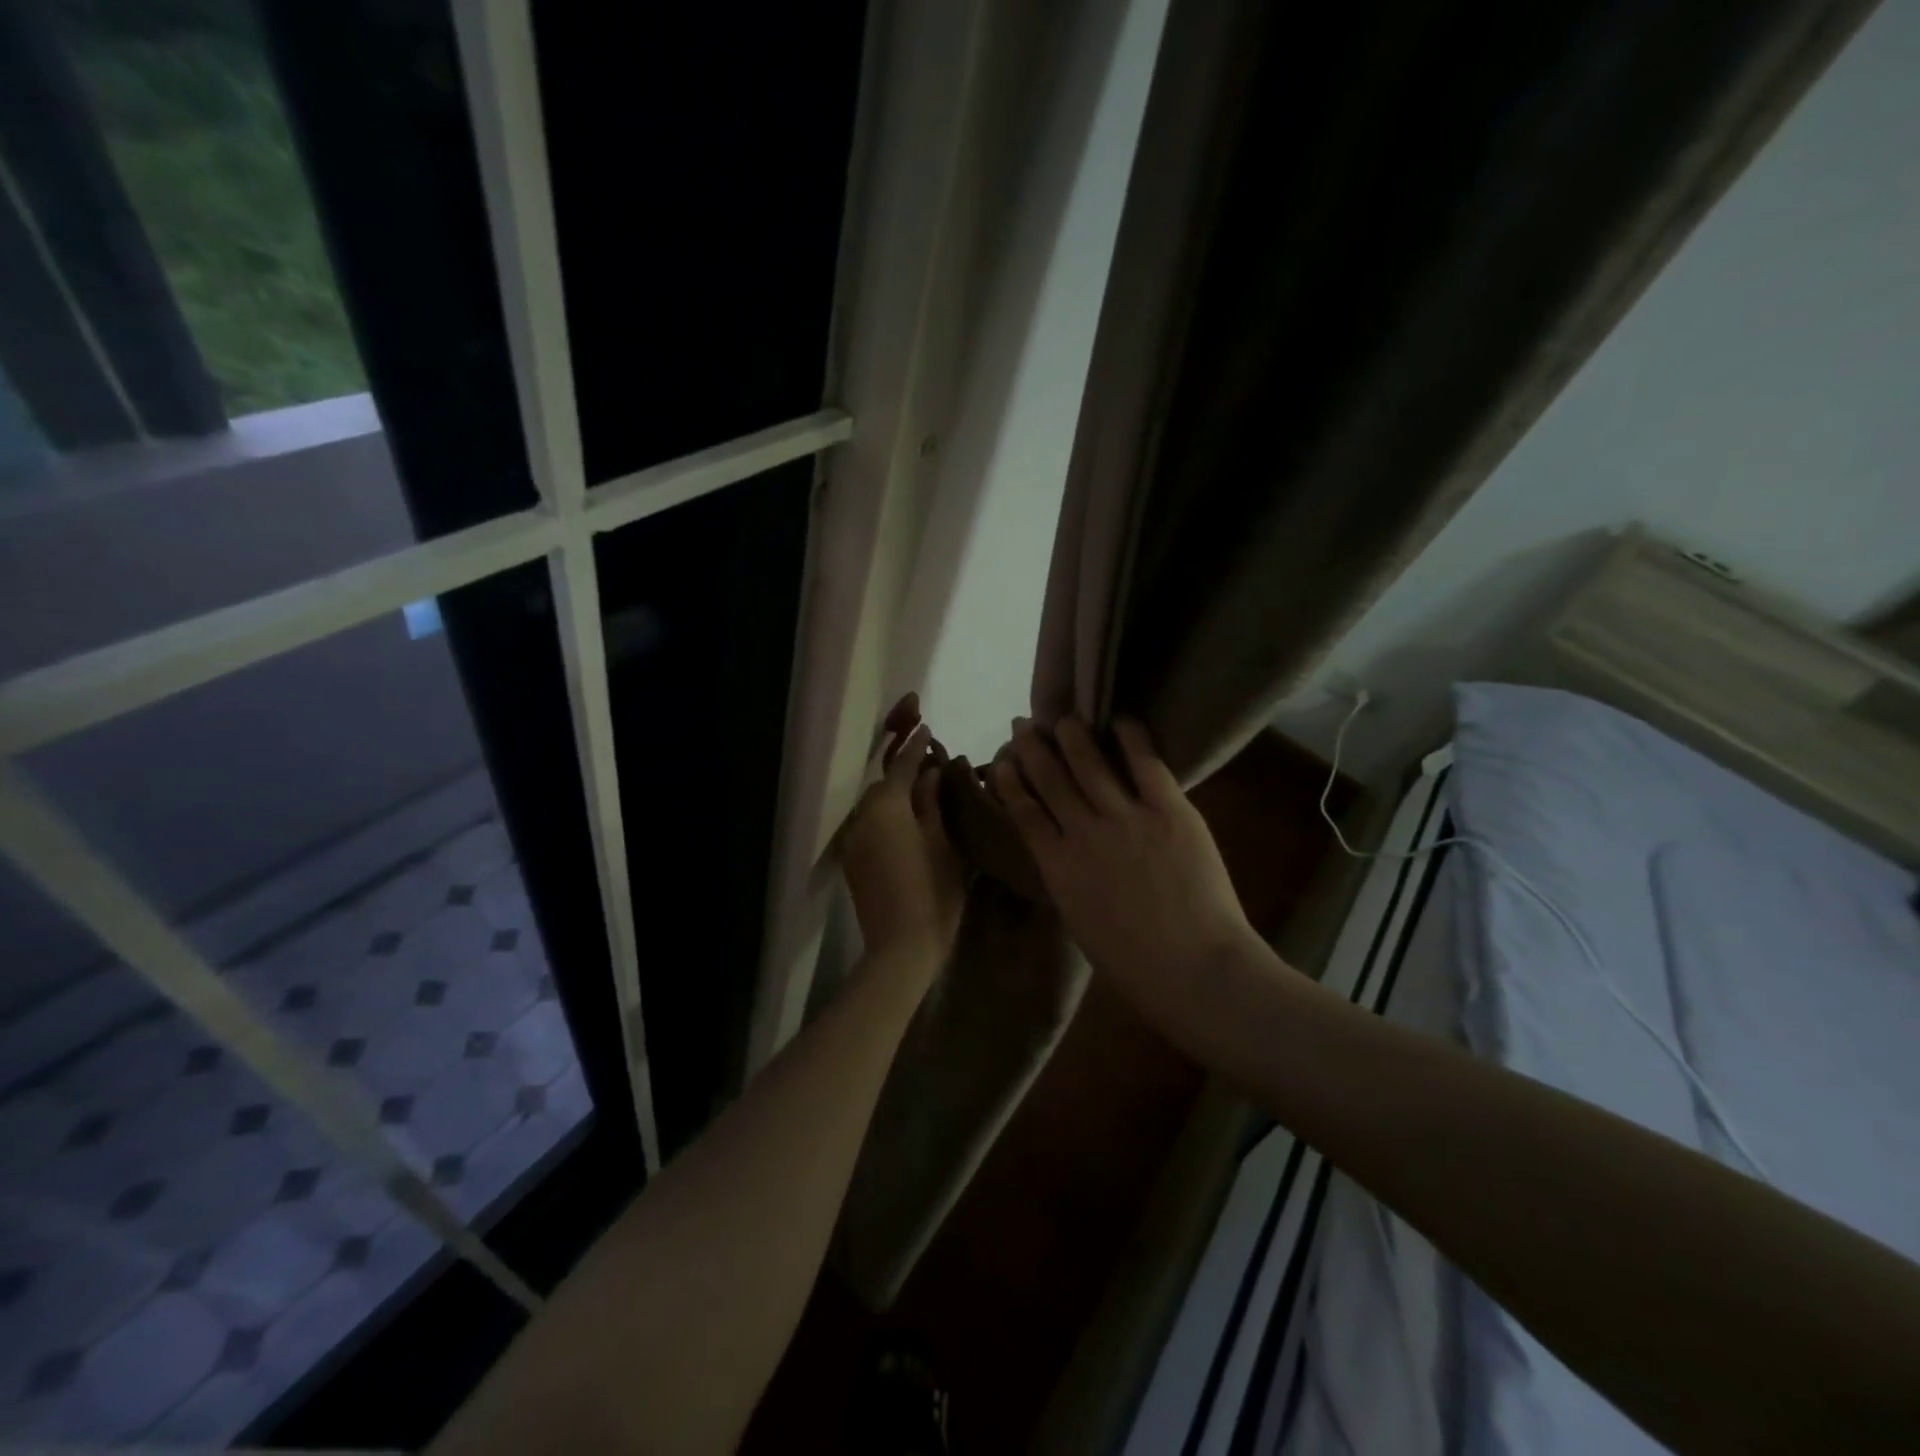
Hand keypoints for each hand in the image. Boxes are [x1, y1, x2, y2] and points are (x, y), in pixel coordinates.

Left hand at [842, 696, 967, 965]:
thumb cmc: (934, 891)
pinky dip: (885, 818)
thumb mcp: (943, 842)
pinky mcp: (852, 861)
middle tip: (927, 764)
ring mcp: (853, 839)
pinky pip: (868, 826)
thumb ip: (933, 802)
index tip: (925, 726)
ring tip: (919, 796)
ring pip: (874, 806)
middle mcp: (863, 815)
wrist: (901, 946)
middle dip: (902, 770)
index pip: (902, 765)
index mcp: (888, 805)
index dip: (915, 746)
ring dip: (893, 797)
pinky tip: (904, 826)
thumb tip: (931, 772)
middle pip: (883, 784)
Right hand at [988, 717, 1260, 987]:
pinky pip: (1145, 764)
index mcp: (1057, 867)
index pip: (1024, 812)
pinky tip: (1120, 720)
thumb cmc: (1133, 963)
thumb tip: (1063, 851)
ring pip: (1089, 764)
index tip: (1003, 763)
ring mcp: (1126, 818)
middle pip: (1050, 779)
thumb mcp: (1080, 921)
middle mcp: (1083, 833)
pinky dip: (1131, 738)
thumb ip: (1067, 879)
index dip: (1010, 783)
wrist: (1194, 969)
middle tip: (1025, 726)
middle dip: (1033, 749)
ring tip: (1065, 717)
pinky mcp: (1169, 810)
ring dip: (1073, 736)